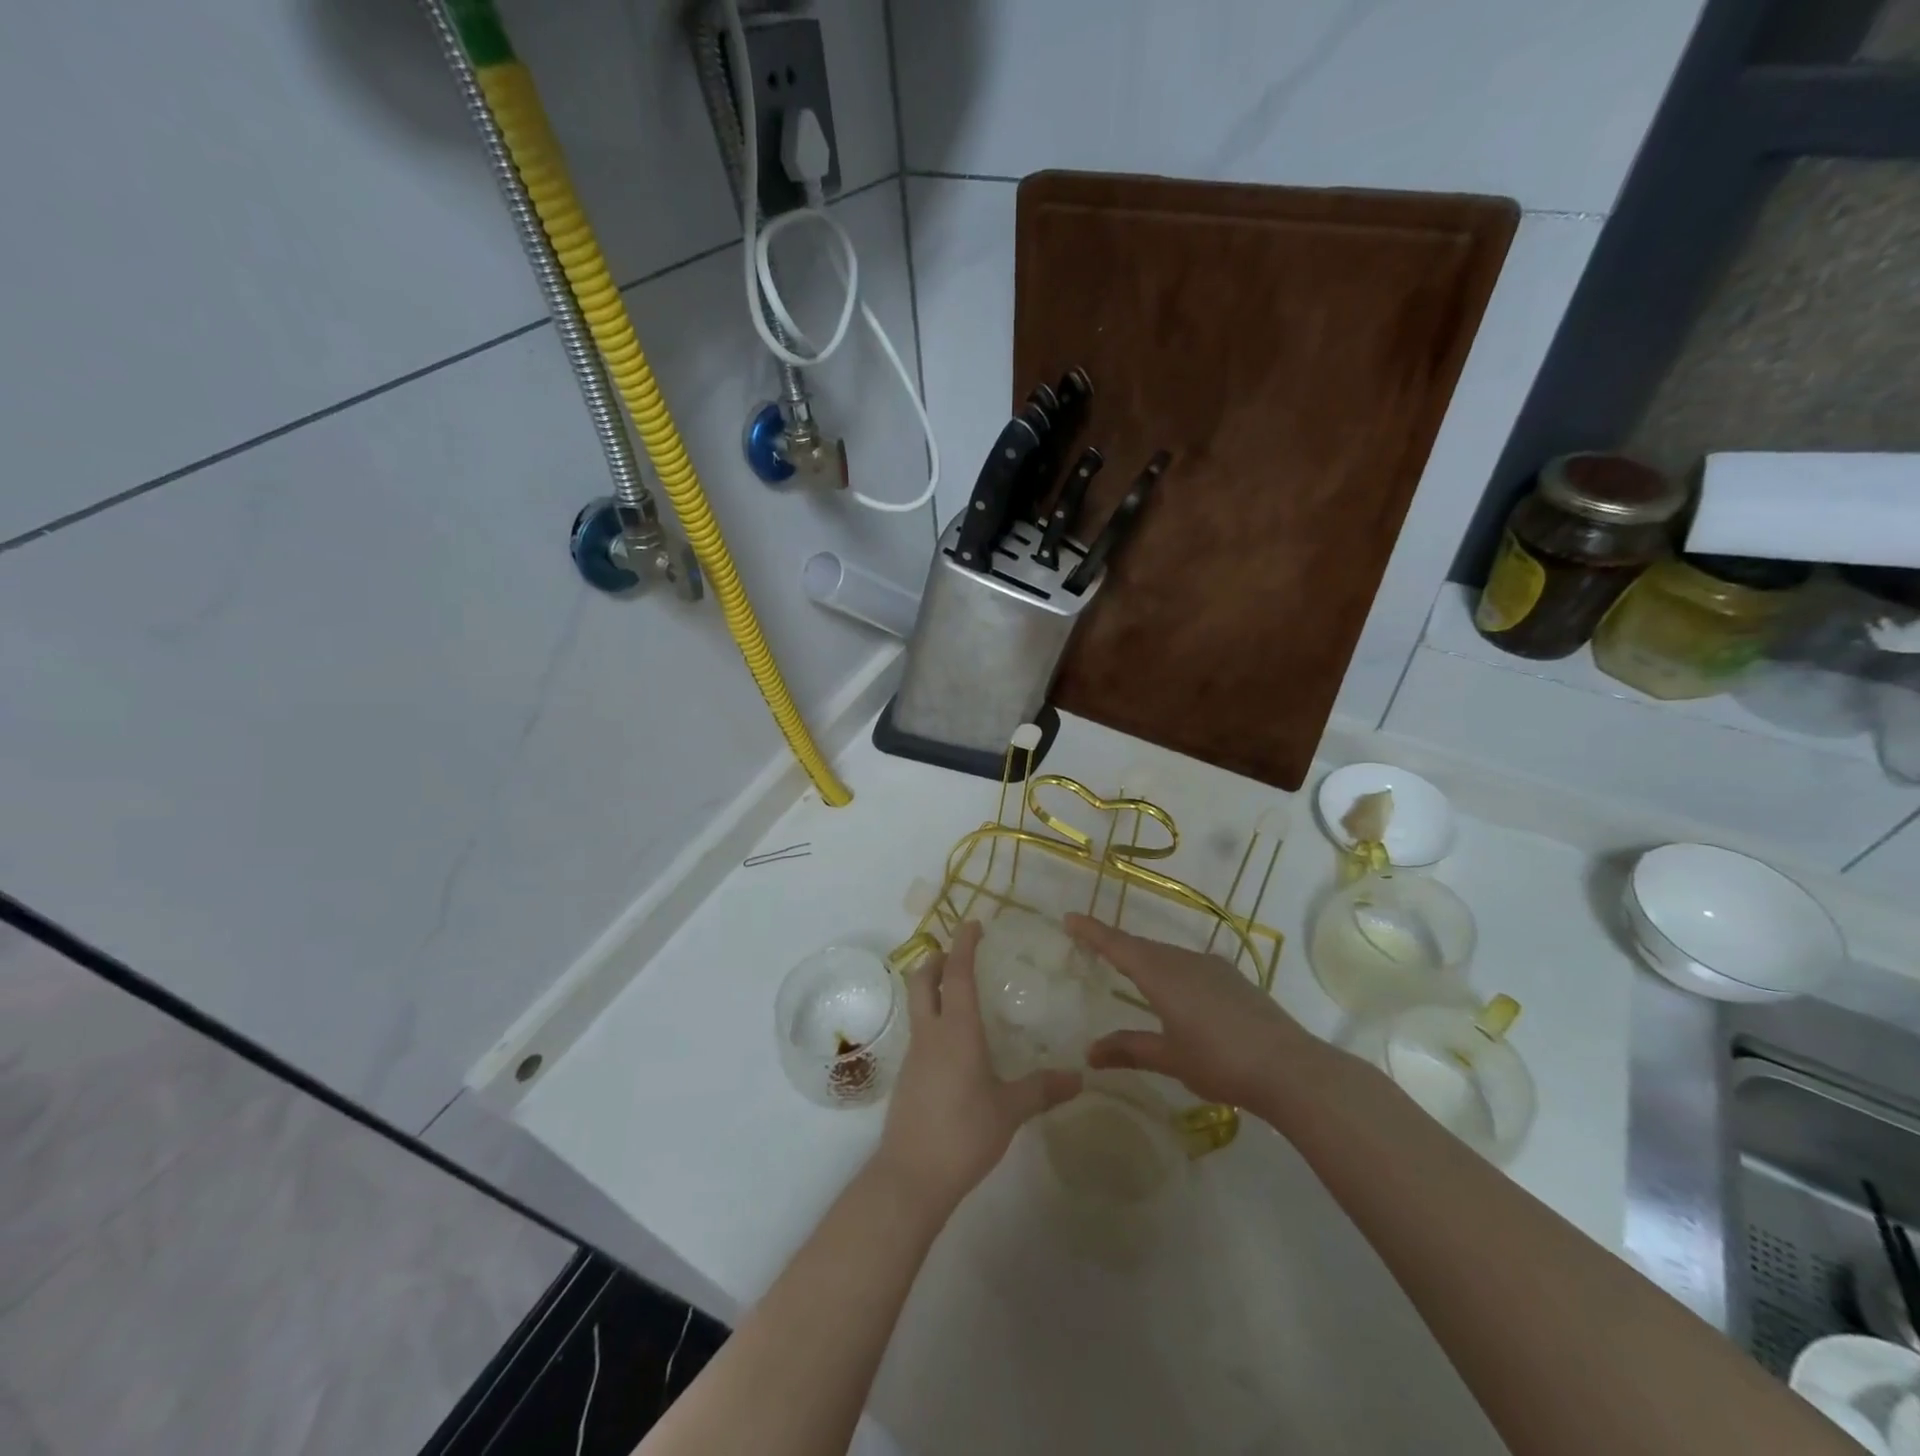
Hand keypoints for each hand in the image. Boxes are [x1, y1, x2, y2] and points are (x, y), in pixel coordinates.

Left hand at [874, 922, 1080, 1216]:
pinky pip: (920, 1034)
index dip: (964, 946)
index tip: (972, 924)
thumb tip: (1080, 1077)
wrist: (910, 1177)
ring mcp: (914, 1056)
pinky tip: (954, 1044)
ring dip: (931, 989)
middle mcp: (931, 1034)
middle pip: (922, 981)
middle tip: (954, 951)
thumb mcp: (1010, 1110)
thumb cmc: (963, 1133)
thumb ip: (1042, 1089)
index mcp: (957, 1031)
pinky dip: (933, 1021)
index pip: (957, 974)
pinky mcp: (908, 1078)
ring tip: (958, 994)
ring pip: (918, 1006)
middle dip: (935, 959)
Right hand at [1064, 914, 1324, 1113]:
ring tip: (1129, 972)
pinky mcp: (1233, 979)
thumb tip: (1090, 1052)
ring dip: (1145, 959)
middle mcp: (1185, 961)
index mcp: (1162, 975)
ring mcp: (1213, 967)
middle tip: (1092, 945)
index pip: (1118, 946)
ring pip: (1167, 955)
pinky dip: (1170, 970)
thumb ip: (1129, 1049)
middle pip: (1142, 947)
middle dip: (1116, 945)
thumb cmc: (1221, 1061)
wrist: (1291, 1068)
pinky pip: (1189, 965)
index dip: (1092, 932)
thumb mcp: (1170, 1058)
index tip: (1069, 918)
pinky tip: (1176, 991)